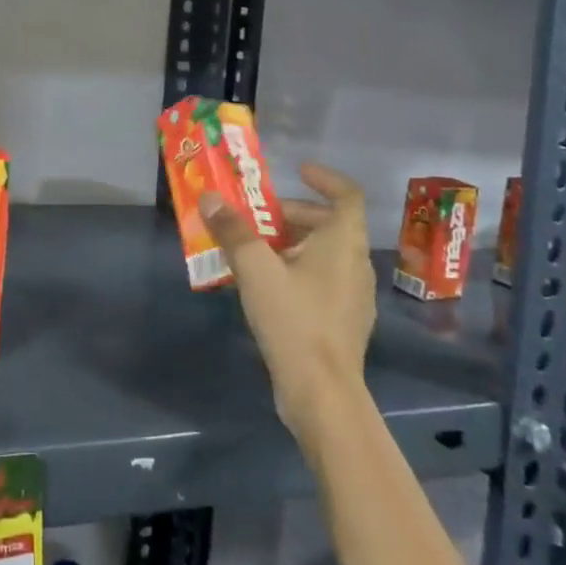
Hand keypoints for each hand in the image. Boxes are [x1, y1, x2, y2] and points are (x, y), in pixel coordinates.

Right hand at [200, 162, 374, 438]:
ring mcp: (353, 295)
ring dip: (290, 243)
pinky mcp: (343, 321)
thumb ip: (232, 231)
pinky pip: (321, 280)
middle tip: (255, 217)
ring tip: (251, 250)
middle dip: (291, 214)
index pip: (346, 195)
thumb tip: (209, 197)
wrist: (322, 393)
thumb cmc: (294, 319)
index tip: (297, 171)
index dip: (325, 178)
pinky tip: (265, 287)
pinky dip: (296, 270)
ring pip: (323, 253)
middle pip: (328, 224)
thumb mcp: (255, 270)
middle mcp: (355, 263)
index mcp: (343, 243)